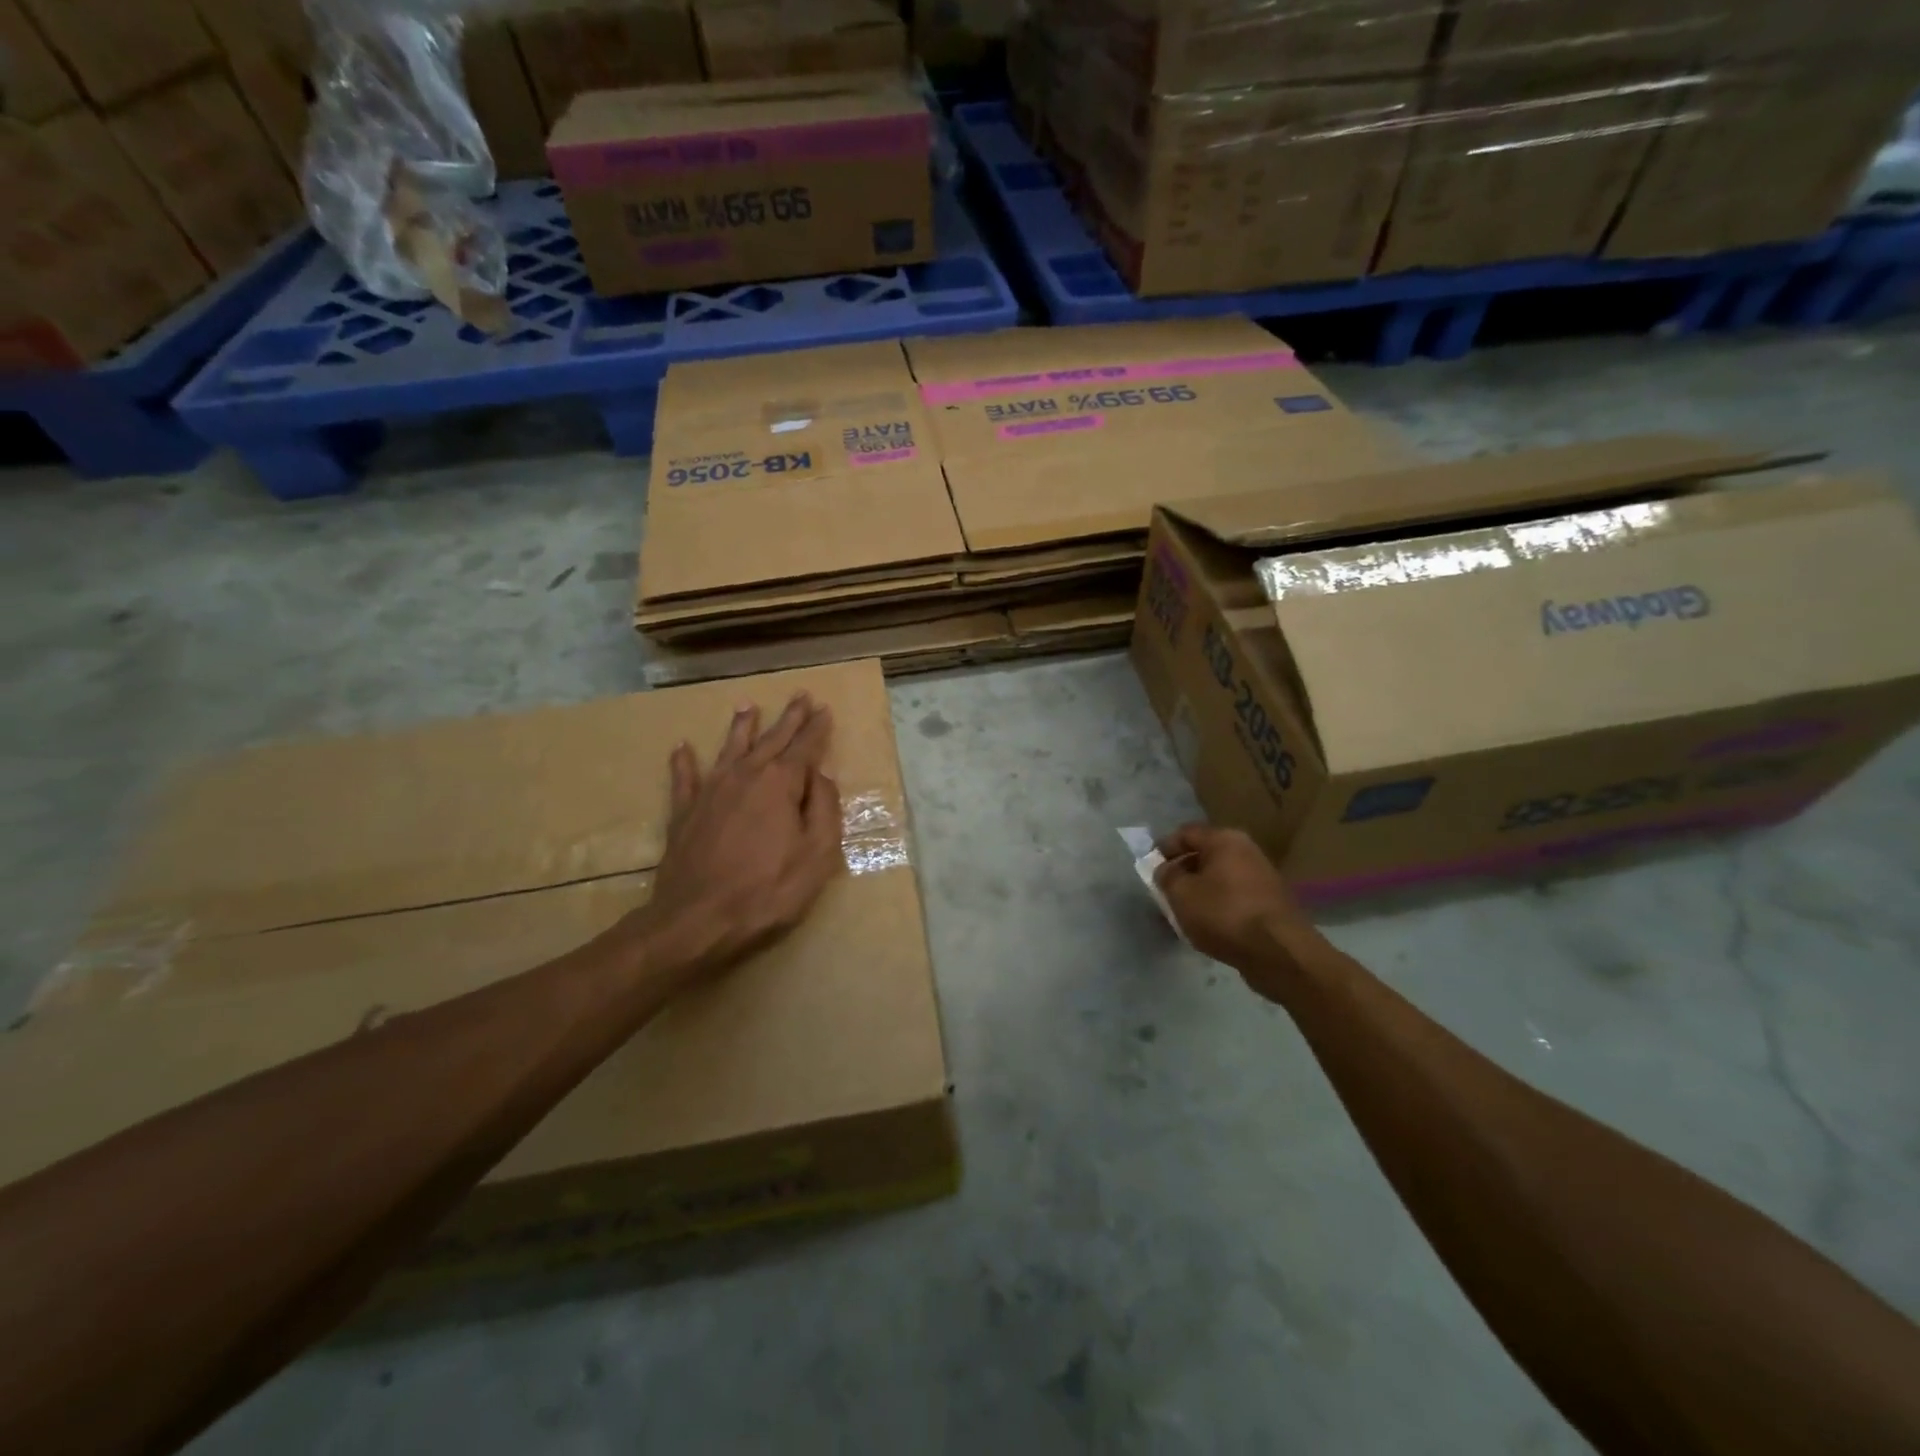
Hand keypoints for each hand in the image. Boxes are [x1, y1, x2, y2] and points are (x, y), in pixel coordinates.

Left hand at [631, 693, 843, 988]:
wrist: (697, 919)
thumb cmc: (768, 890)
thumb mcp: (817, 855)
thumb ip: (824, 810)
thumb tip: (821, 777)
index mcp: (780, 784)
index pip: (805, 748)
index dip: (817, 729)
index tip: (824, 709)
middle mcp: (745, 776)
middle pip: (771, 740)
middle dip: (788, 718)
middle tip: (800, 696)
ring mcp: (710, 791)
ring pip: (730, 749)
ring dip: (741, 727)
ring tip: (747, 705)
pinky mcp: (684, 812)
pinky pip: (684, 778)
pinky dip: (683, 761)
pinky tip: (681, 747)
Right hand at [1154, 824, 1324, 999]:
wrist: (1279, 952)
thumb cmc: (1224, 914)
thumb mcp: (1181, 894)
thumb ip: (1166, 877)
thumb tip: (1166, 869)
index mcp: (1224, 840)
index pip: (1185, 833)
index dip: (1164, 848)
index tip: (1150, 869)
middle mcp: (1246, 850)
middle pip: (1204, 855)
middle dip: (1182, 871)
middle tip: (1164, 892)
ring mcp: (1262, 876)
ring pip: (1219, 878)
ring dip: (1199, 891)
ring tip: (1183, 913)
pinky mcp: (1270, 902)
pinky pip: (1234, 896)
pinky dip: (1218, 905)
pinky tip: (1208, 926)